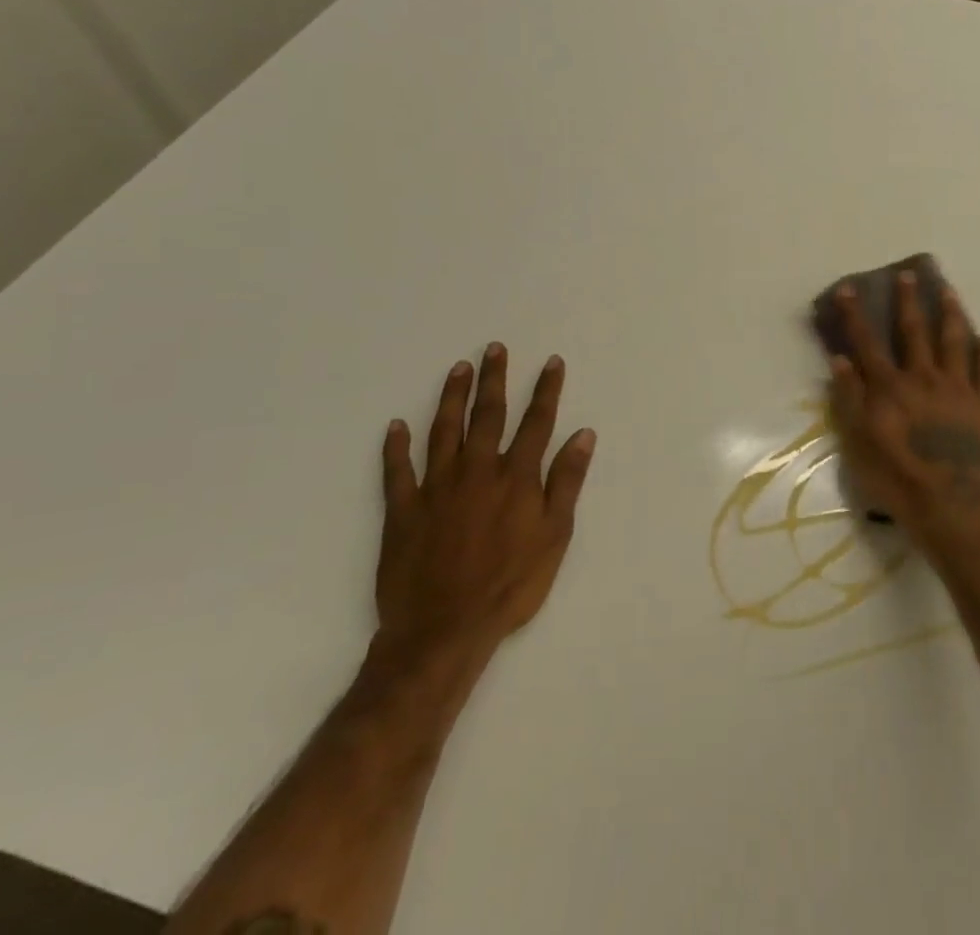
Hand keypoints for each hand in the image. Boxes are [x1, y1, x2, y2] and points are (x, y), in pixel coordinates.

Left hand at [372, 345, 594, 680]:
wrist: (444, 629)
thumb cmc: (511, 584)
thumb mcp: (555, 535)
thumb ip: (567, 481)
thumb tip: (583, 435)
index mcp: (516, 477)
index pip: (536, 422)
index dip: (546, 390)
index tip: (551, 362)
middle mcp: (477, 471)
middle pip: (488, 415)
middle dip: (494, 379)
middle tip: (493, 349)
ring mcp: (436, 488)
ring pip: (444, 431)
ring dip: (452, 397)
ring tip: (458, 369)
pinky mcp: (403, 510)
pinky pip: (397, 471)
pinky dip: (396, 447)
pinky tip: (396, 426)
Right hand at [827, 271, 979, 552]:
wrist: (952, 508)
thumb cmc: (897, 480)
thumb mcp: (858, 444)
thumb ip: (850, 399)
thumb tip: (841, 360)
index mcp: (890, 387)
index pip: (867, 343)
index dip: (855, 315)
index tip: (848, 288)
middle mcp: (924, 378)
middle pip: (914, 331)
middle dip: (909, 301)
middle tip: (910, 275)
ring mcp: (959, 390)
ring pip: (955, 342)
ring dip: (951, 314)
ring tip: (950, 292)